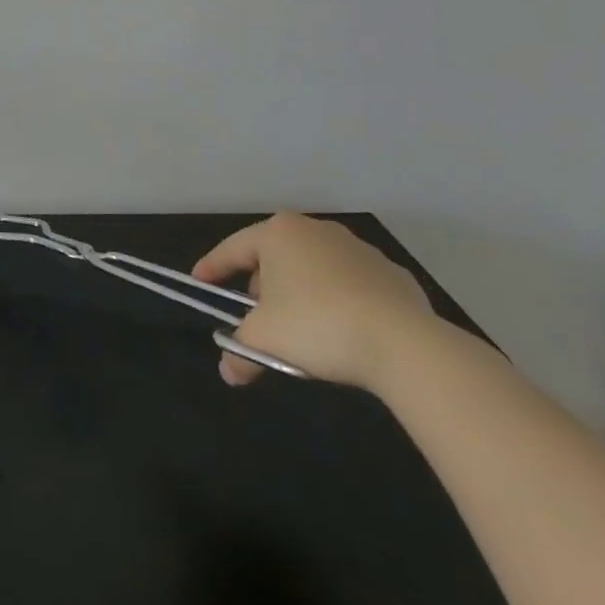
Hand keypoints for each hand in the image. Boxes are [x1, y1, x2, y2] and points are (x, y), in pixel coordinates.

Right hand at [192, 213, 436, 391]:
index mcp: (278, 233)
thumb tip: (230, 373)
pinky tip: (343, 331)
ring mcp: (358, 249)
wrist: (405, 344)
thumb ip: (239, 352)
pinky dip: (340, 302)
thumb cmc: (317, 326)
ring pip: (315, 269)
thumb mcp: (264, 341)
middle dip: (261, 285)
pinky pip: (352, 286)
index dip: (212, 267)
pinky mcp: (392, 274)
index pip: (233, 249)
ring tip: (301, 328)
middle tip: (256, 316)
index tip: (199, 281)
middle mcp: (316, 230)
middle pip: (275, 257)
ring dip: (301, 293)